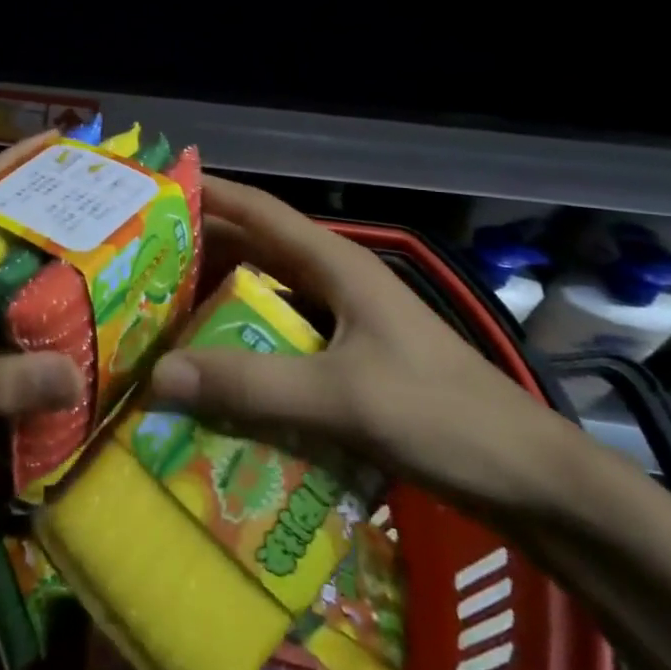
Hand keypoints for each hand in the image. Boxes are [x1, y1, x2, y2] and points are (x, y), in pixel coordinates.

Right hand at [149, 177, 579, 522]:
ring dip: (218, 296)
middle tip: (138, 259)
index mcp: (336, 264)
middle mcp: (335, 282)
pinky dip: (243, 341)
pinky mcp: (349, 362)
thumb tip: (158, 376)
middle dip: (199, 248)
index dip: (208, 193)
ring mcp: (344, 322)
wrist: (532, 481)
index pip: (259, 211)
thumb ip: (251, 385)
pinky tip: (213, 365)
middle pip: (255, 249)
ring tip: (160, 308)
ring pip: (266, 294)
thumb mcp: (343, 398)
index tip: (155, 188)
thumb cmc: (443, 417)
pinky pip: (279, 338)